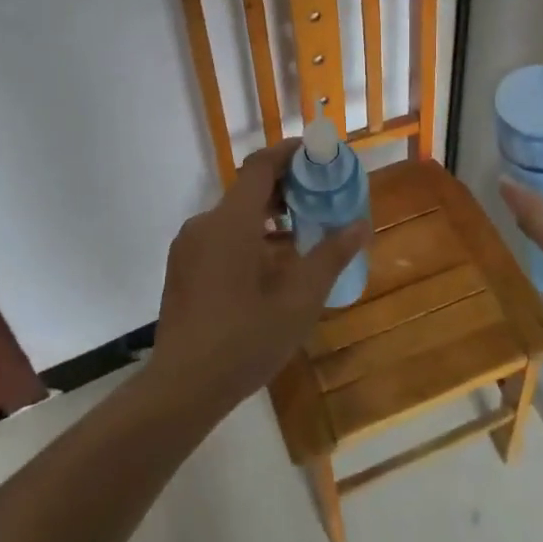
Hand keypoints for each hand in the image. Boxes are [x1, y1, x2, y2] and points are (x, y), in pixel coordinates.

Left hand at [149, 139, 368, 415]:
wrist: (182, 387)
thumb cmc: (245, 339)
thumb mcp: (299, 300)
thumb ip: (330, 256)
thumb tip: (361, 224)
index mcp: (231, 221)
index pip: (261, 166)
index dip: (289, 153)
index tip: (318, 155)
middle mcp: (205, 224)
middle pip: (248, 189)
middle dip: (285, 188)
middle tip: (320, 197)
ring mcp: (189, 247)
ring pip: (233, 215)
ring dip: (267, 215)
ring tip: (301, 233)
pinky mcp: (182, 268)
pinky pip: (219, 236)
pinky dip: (247, 236)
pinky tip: (270, 266)